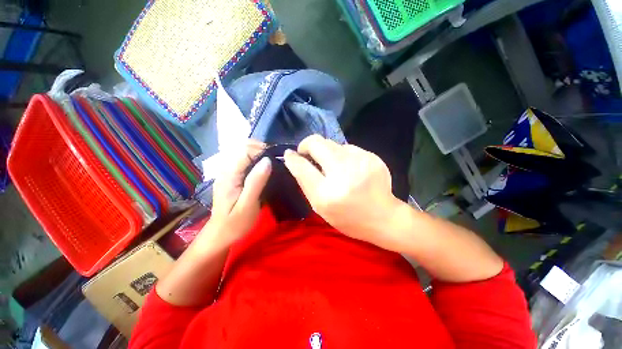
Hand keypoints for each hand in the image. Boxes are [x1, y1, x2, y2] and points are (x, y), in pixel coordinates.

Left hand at [204, 140, 271, 245]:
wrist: (221, 235)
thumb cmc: (236, 223)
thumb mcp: (248, 205)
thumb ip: (256, 182)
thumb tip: (267, 160)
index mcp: (229, 175)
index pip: (244, 150)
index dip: (261, 150)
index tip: (276, 158)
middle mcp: (226, 169)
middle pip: (242, 147)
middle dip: (260, 148)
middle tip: (276, 159)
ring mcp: (228, 172)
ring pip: (243, 152)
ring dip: (259, 153)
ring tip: (272, 162)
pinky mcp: (232, 177)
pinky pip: (244, 161)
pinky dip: (255, 159)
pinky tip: (264, 168)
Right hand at [283, 135, 401, 248]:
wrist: (384, 217)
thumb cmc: (348, 218)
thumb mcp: (320, 207)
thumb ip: (306, 182)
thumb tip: (293, 159)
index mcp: (327, 193)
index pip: (302, 167)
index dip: (293, 157)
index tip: (290, 154)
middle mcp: (343, 174)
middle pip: (317, 143)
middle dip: (308, 145)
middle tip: (308, 154)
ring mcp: (360, 161)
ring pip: (332, 143)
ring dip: (326, 152)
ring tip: (332, 166)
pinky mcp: (372, 156)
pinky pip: (348, 148)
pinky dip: (342, 155)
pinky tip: (349, 168)